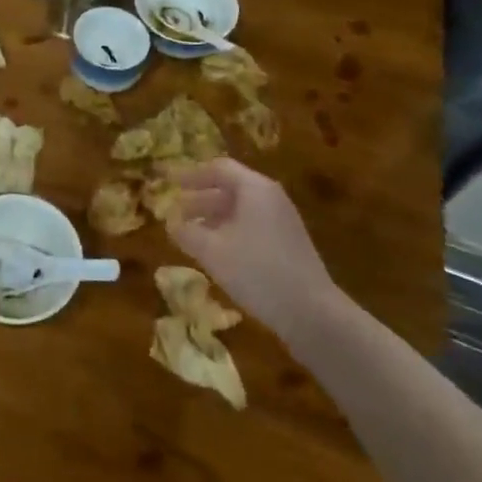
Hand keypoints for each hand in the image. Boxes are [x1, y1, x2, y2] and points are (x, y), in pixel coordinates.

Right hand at [171, 158, 349, 355]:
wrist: (312, 313)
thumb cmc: (257, 271)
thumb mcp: (212, 251)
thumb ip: (187, 233)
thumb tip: (171, 222)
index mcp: (255, 189)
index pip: (218, 168)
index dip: (190, 175)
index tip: (169, 183)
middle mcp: (270, 198)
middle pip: (230, 188)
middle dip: (199, 198)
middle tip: (175, 211)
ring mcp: (282, 221)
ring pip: (240, 209)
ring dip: (212, 218)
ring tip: (189, 233)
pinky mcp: (287, 244)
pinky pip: (251, 226)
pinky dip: (228, 231)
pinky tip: (215, 252)